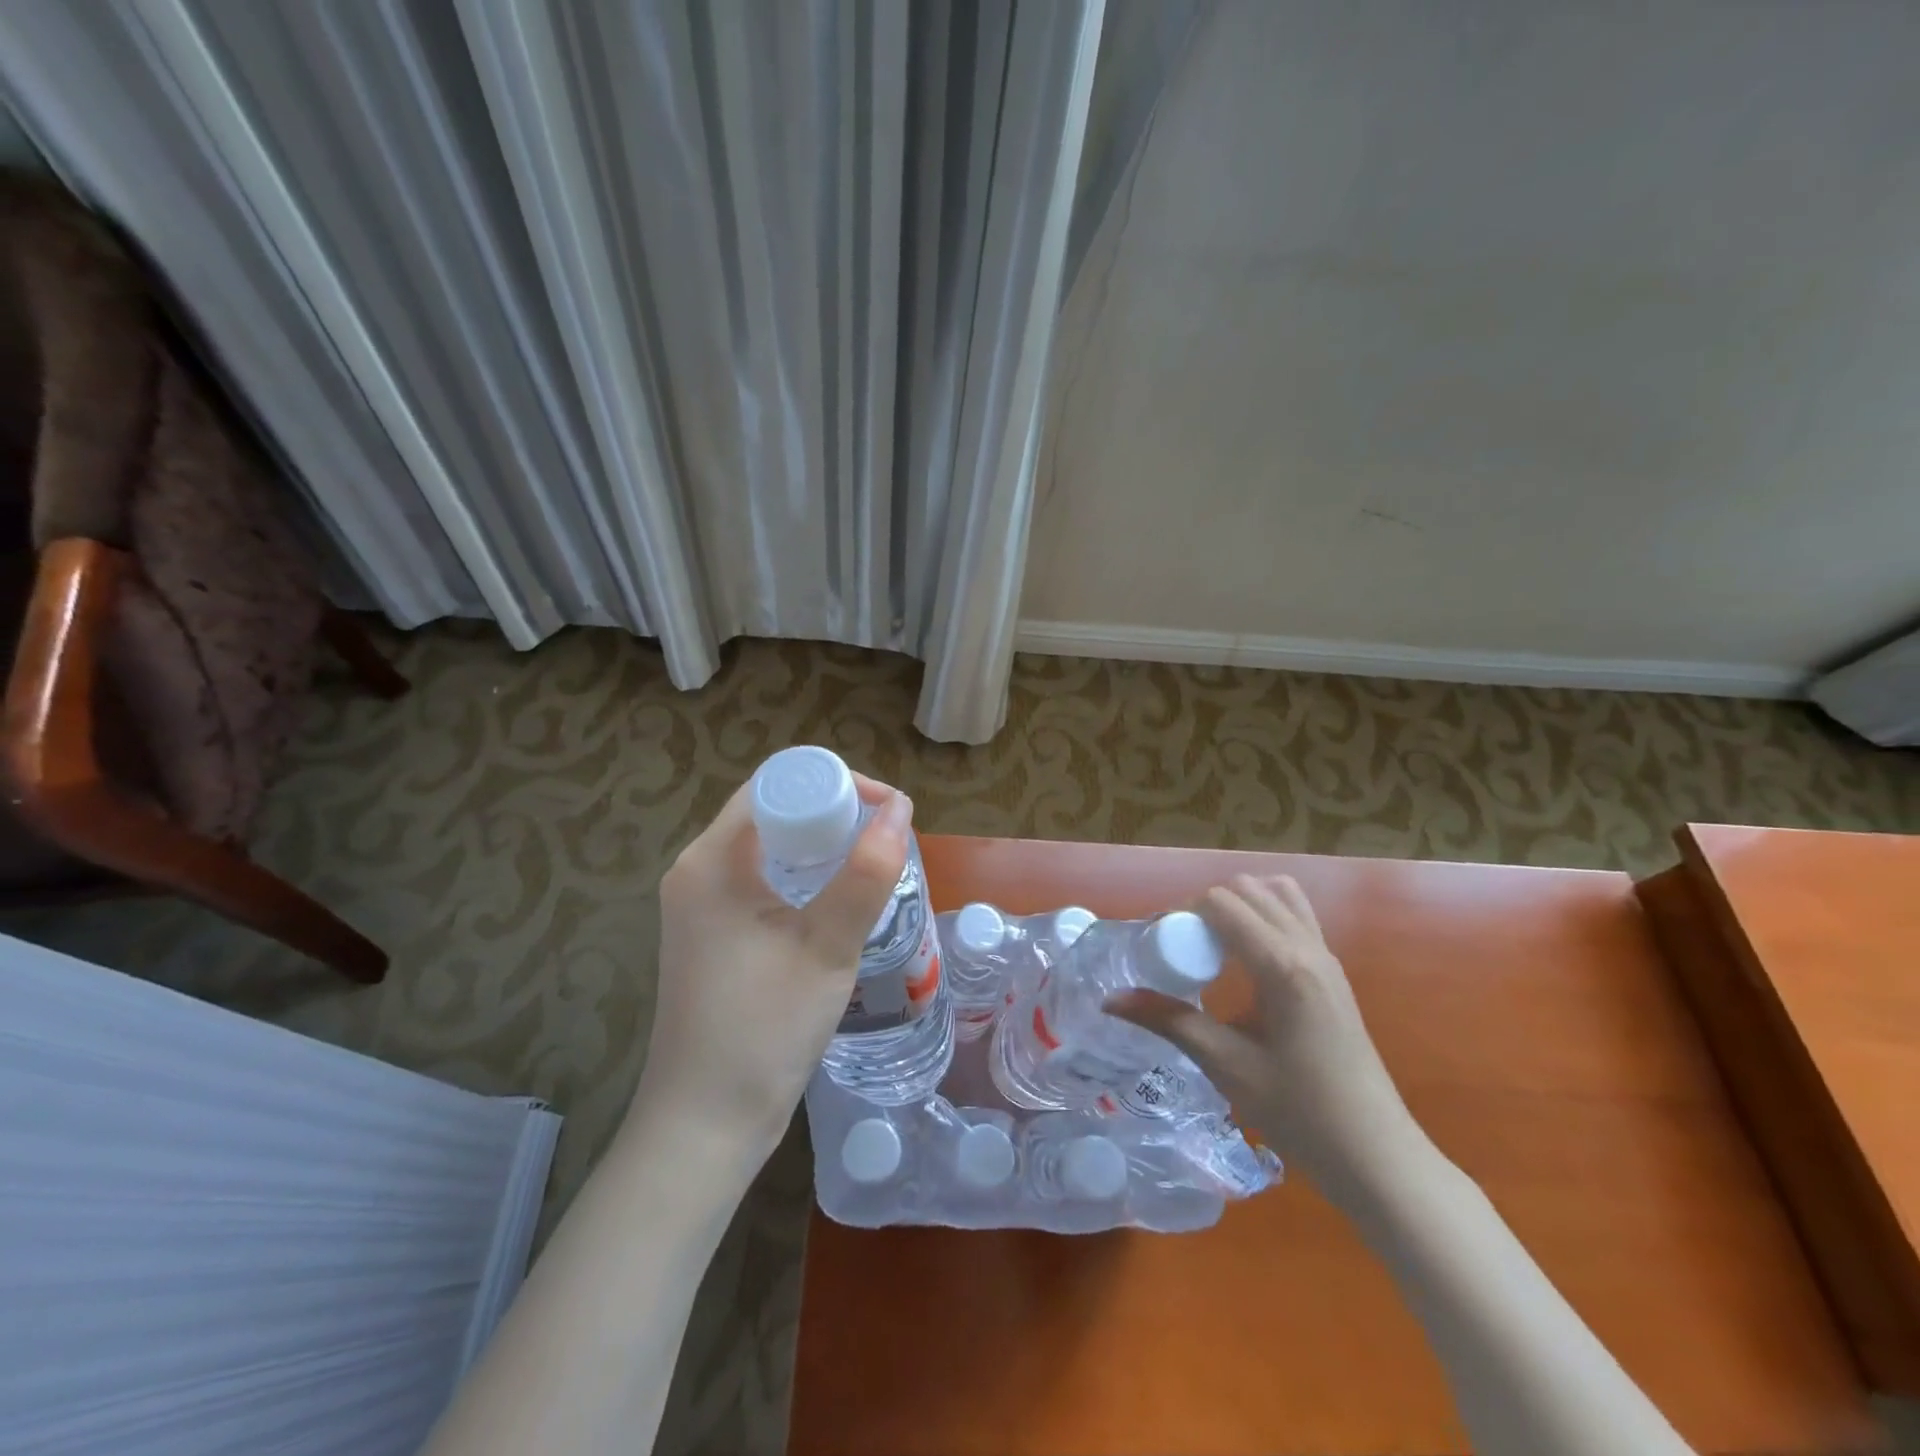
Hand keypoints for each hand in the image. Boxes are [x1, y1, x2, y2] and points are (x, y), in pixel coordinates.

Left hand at [633, 774, 912, 1166]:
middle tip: (884, 839)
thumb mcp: (827, 946)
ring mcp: (699, 904)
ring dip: (820, 846)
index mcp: (712, 859)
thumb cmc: (764, 1029)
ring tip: (871, 864)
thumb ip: (867, 872)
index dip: (835, 783)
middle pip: (771, 811)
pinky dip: (802, 876)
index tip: (885, 810)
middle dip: (832, 813)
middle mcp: (697, 870)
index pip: (776, 785)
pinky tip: (836, 900)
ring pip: (769, 847)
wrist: (705, 1125)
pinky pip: (761, 880)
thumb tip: (900, 808)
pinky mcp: (711, 934)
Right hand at [1108, 874, 1424, 1193]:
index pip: (1221, 902)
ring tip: (1214, 947)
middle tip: (1182, 948)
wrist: (1376, 1157)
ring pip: (1277, 894)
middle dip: (1206, 906)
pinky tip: (1245, 962)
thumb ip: (1169, 1021)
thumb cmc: (1300, 1113)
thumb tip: (1111, 1000)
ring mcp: (1327, 957)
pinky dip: (1263, 917)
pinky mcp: (1333, 973)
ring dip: (1239, 906)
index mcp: (1282, 966)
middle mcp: (1308, 947)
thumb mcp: (1226, 1065)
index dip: (1182, 913)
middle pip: (1247, 889)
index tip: (1158, 946)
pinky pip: (1295, 916)